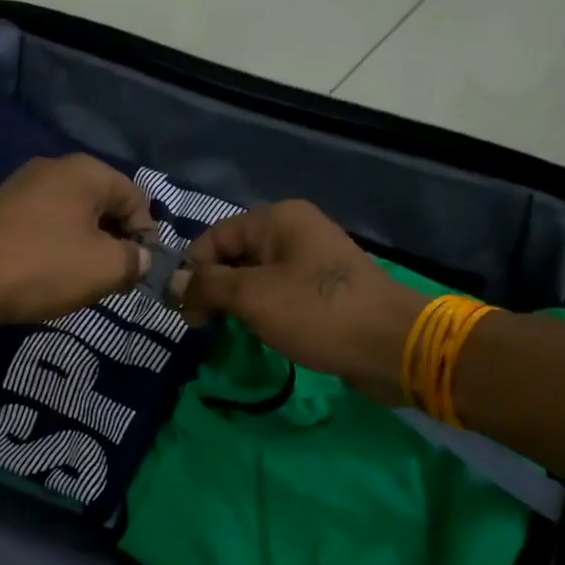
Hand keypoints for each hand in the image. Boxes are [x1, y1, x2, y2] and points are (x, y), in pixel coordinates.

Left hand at [0, 154, 156, 326]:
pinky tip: (52, 278)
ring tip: (85, 284)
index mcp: (85, 171)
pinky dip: (58, 250)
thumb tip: (142, 258)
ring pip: (75, 218)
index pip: (137, 197)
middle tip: (117, 280)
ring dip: (88, 249)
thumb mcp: (105, 268)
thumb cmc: (41, 267)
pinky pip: (46, 227)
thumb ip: (136, 260)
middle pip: (105, 205)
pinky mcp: (1, 213)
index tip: (142, 271)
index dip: (147, 235)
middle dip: (117, 242)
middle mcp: (54, 169)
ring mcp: (23, 189)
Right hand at [179, 201, 428, 403]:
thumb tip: (173, 283)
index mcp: (278, 219)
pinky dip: (262, 312)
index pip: (215, 237)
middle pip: (235, 255)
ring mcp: (312, 261)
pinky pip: (279, 295)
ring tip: (226, 333)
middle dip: (213, 289)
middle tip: (202, 327)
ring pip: (255, 278)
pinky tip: (257, 334)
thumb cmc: (317, 313)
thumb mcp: (253, 297)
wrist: (392, 346)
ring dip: (236, 304)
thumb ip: (207, 285)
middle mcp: (294, 231)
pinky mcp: (323, 291)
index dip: (192, 271)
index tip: (184, 312)